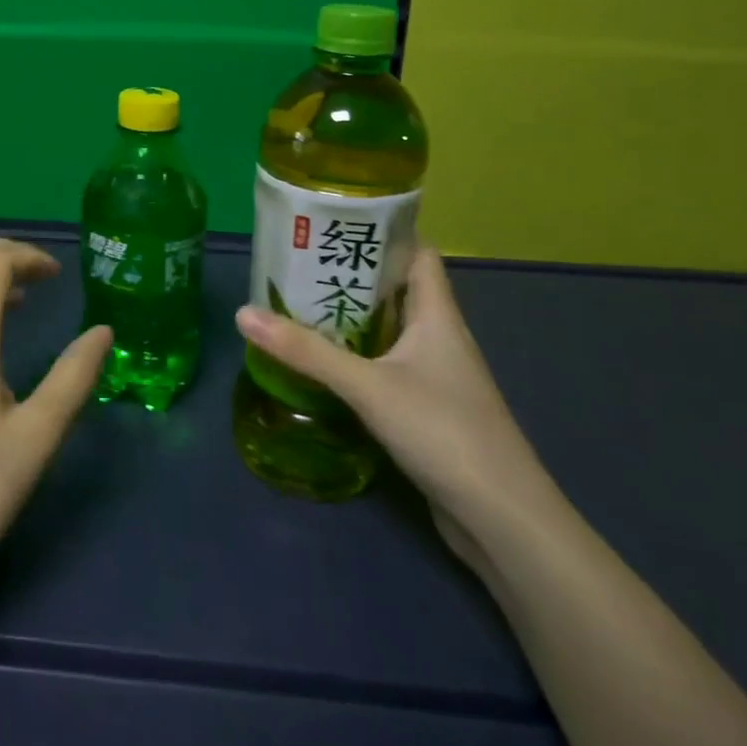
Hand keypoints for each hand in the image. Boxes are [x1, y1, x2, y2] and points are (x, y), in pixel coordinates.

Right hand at [235, 248, 557, 568]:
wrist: (502, 520)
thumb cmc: (443, 432)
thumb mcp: (367, 386)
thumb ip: (306, 352)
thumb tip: (244, 314)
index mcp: (438, 316)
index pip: (419, 255)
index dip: (385, 234)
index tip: (337, 224)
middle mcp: (441, 339)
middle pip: (397, 291)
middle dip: (352, 276)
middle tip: (300, 264)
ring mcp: (437, 377)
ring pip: (391, 331)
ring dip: (352, 320)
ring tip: (300, 306)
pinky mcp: (428, 410)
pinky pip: (388, 367)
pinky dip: (358, 358)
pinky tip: (325, 365)